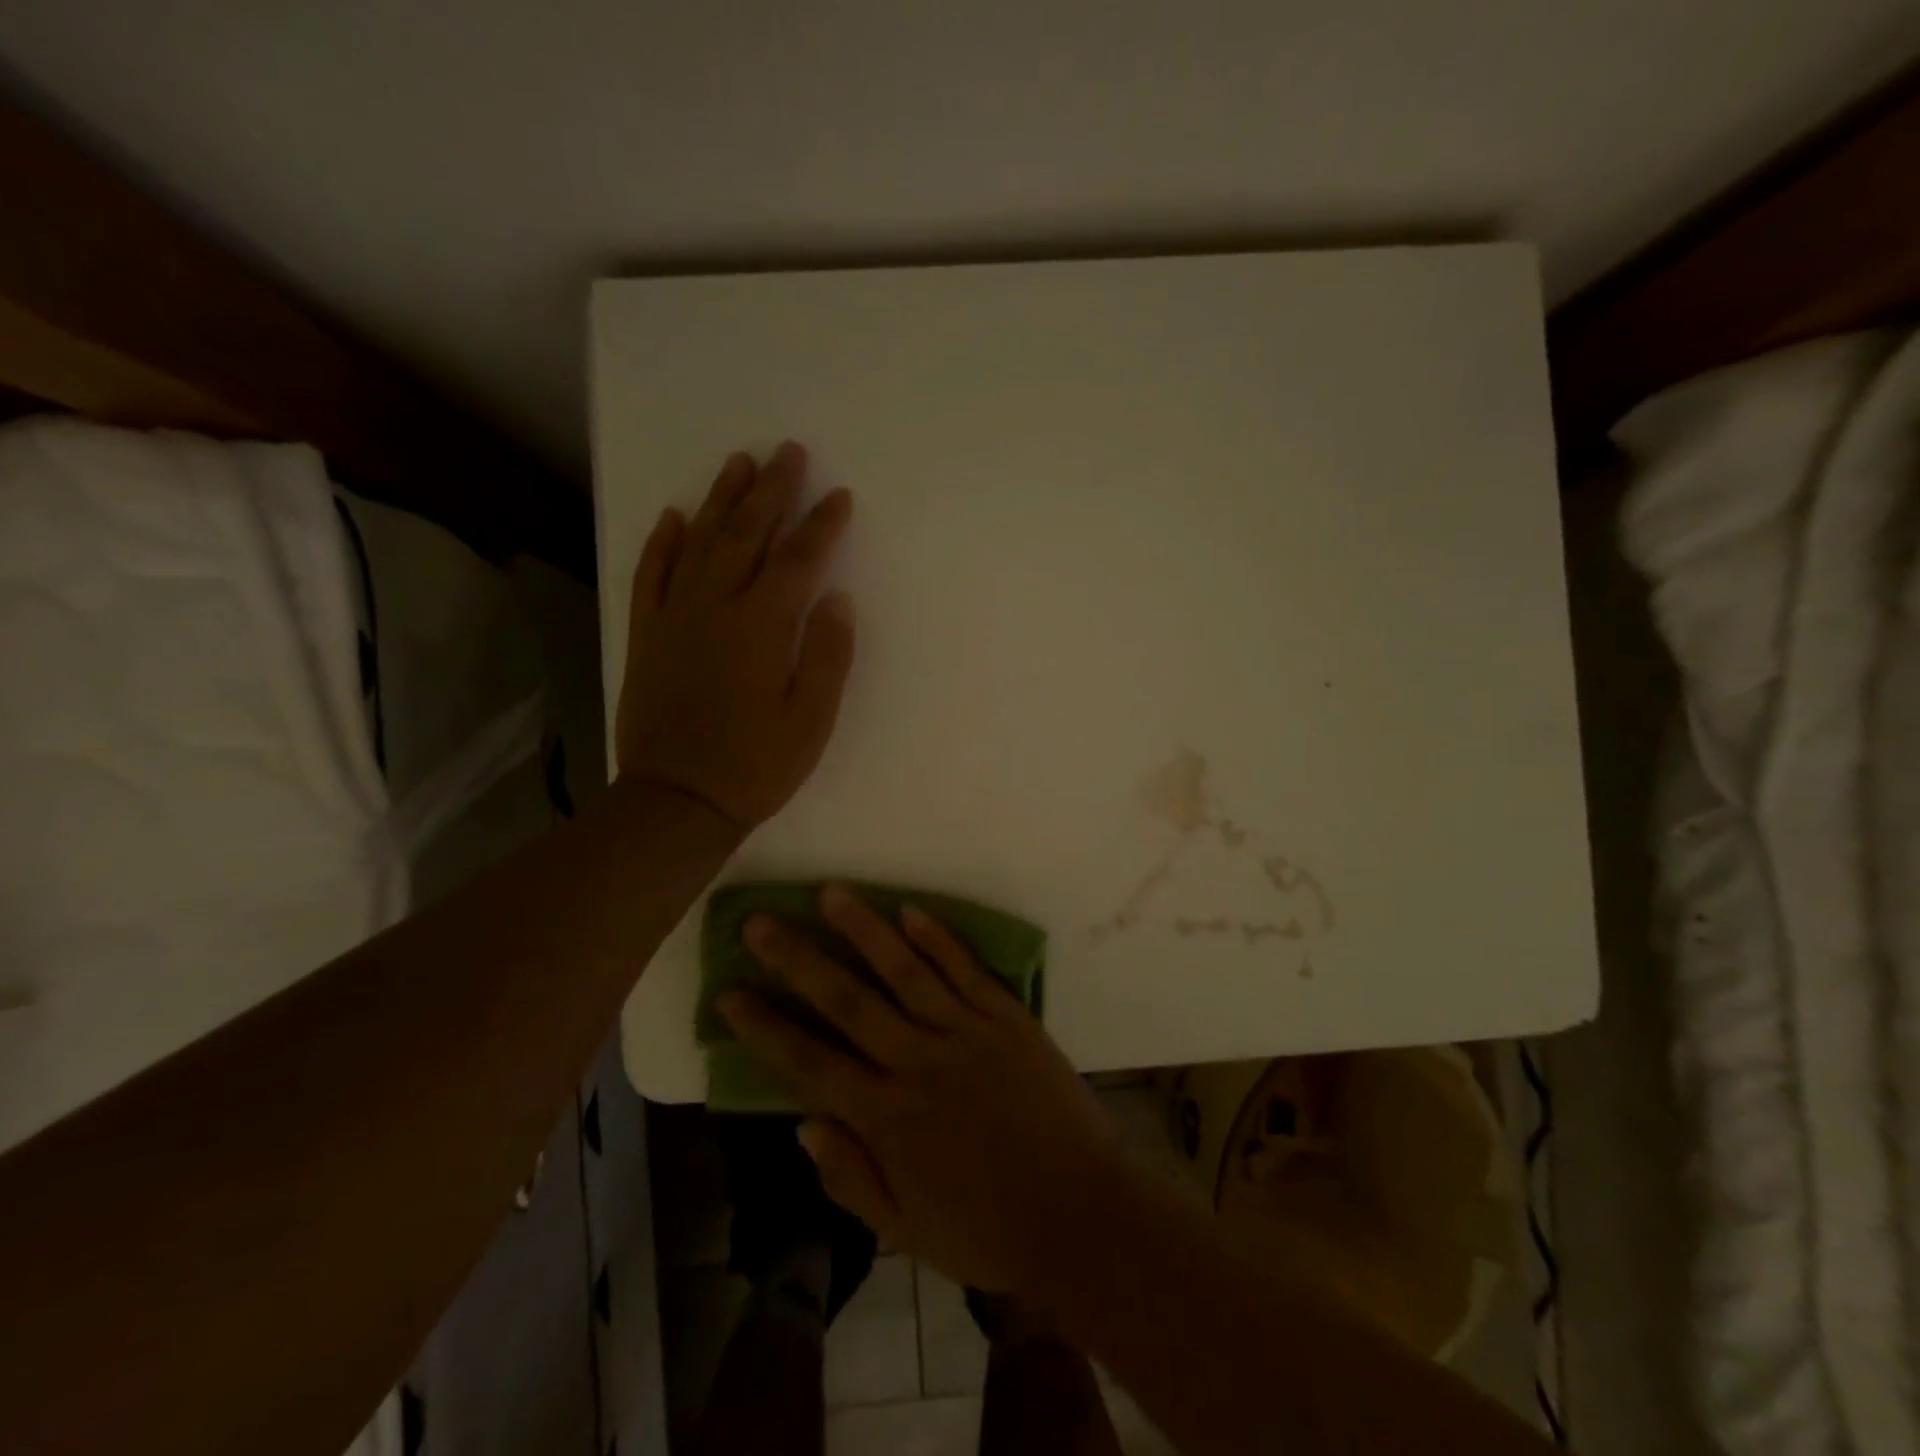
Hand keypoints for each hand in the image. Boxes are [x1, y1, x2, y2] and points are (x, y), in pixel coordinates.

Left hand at [615, 443, 854, 830]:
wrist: (676, 800)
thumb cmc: (756, 765)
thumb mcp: (811, 720)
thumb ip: (827, 655)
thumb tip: (836, 598)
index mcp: (762, 627)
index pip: (798, 561)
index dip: (821, 525)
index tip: (839, 496)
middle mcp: (715, 607)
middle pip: (747, 535)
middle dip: (772, 491)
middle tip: (789, 452)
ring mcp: (675, 618)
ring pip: (698, 543)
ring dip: (720, 500)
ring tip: (740, 463)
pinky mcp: (647, 635)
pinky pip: (651, 576)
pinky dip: (662, 543)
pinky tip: (673, 516)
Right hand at [718, 886, 1128, 1296]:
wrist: (1082, 1216)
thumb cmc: (989, 1231)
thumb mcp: (906, 1231)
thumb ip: (851, 1177)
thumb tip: (803, 1125)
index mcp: (887, 1118)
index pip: (809, 1063)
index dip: (765, 1028)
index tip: (729, 993)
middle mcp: (918, 1063)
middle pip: (847, 1001)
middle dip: (798, 960)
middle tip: (760, 923)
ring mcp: (966, 1033)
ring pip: (904, 971)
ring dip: (864, 929)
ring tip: (830, 892)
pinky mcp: (1007, 1018)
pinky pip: (966, 970)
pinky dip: (937, 938)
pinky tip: (909, 910)